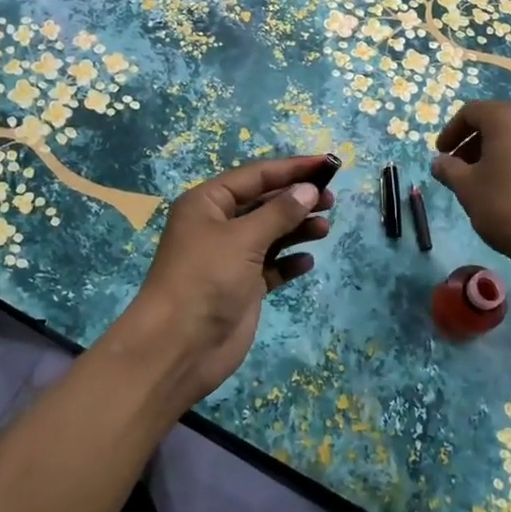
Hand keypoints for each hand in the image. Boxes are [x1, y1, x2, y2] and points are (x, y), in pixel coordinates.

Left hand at [106, 155, 333, 411]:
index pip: (255, 175)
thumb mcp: (244, 239)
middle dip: (296, 199)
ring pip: (270, 233)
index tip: (327, 164)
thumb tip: (308, 189)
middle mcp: (218, 225)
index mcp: (208, 203)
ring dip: (297, 228)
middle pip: (264, 203)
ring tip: (325, 228)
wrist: (179, 348)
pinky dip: (289, 262)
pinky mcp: (242, 287)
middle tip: (331, 200)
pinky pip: (271, 266)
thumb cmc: (206, 279)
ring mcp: (230, 258)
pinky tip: (307, 261)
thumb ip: (279, 212)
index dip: (291, 168)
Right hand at [430, 101, 510, 280]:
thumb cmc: (508, 209)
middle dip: (477, 141)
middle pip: (500, 121)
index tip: (442, 153)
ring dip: (502, 151)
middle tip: (462, 166)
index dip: (452, 131)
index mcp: (510, 118)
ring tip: (490, 178)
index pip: (473, 112)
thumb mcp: (467, 189)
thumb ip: (449, 169)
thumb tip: (439, 162)